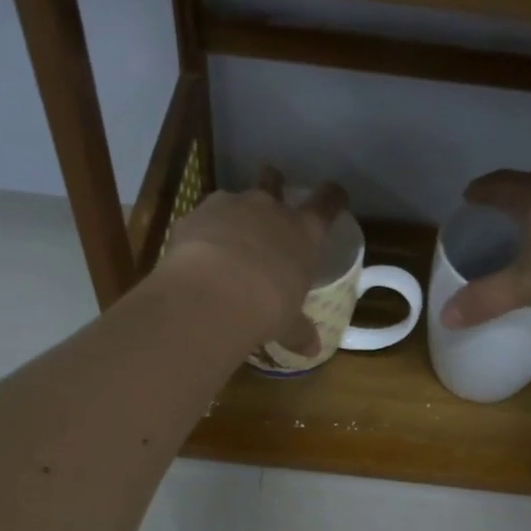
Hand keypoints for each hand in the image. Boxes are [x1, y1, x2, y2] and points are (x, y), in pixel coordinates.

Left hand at [158, 168, 341, 353]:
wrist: (213, 295)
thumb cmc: (267, 308)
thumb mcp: (287, 324)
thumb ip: (298, 332)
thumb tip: (313, 350)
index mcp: (303, 233)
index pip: (327, 203)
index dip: (332, 197)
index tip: (335, 195)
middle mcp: (269, 209)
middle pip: (274, 181)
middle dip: (273, 185)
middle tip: (269, 200)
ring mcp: (230, 206)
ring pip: (234, 198)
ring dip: (233, 214)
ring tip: (226, 239)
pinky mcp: (195, 214)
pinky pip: (202, 218)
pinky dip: (202, 231)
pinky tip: (196, 254)